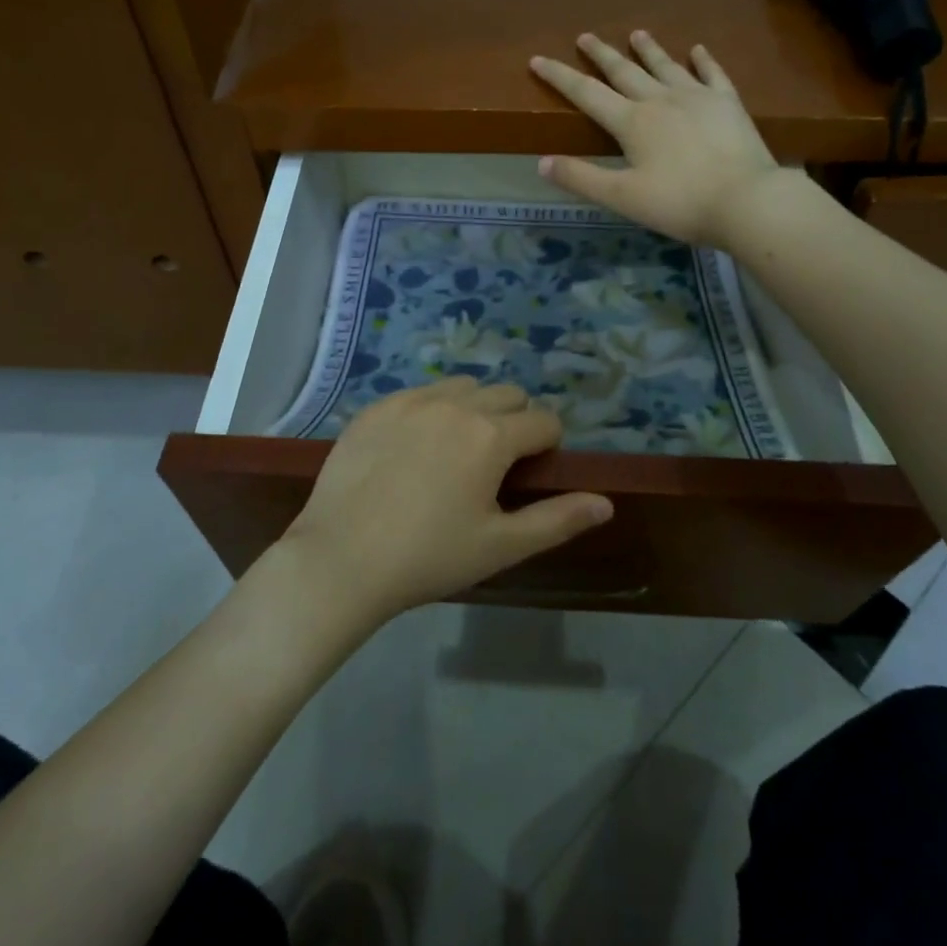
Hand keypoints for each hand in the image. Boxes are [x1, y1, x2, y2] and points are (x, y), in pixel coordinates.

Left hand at [280, 377, 612, 621]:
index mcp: (491, 435)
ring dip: (474, 408)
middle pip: (507, 395)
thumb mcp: (500, 546)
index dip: (548, 446)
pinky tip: (413, 448)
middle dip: (515, 422)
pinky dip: (431, 410)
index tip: (532, 474)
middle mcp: (455, 404)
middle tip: (496, 465)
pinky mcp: (376, 407)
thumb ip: (558, 520)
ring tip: (456, 451)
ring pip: (463, 387)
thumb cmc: (429, 557)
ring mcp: (411, 400)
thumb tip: (605, 502)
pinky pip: (420, 393)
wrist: (341, 559)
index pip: (543, 421)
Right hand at [529, 32, 784, 245]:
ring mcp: (697, 97)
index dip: (559, 77)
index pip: (586, 93)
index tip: (538, 59)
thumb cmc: (679, 203)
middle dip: (601, 54)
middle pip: (624, 71)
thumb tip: (541, 161)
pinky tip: (698, 50)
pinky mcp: (727, 103)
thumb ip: (581, 178)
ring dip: (648, 50)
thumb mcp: (622, 197)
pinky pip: (712, 74)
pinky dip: (703, 60)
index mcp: (631, 122)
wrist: (746, 200)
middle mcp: (660, 99)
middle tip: (586, 36)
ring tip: (636, 34)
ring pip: (665, 65)